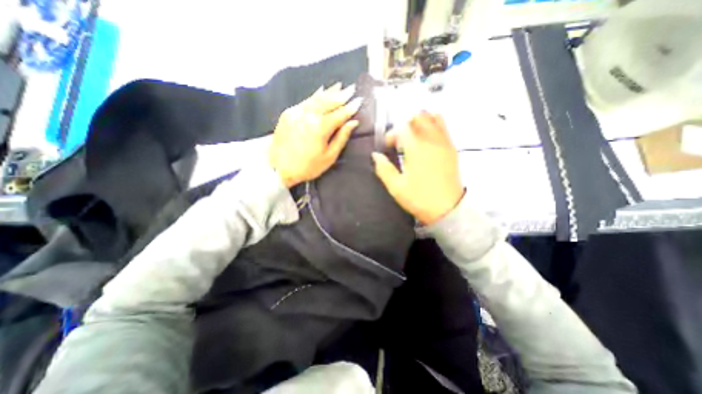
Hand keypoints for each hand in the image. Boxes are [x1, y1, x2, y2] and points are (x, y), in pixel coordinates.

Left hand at [269, 82, 361, 186]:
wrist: (278, 168)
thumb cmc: (307, 167)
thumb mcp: (329, 157)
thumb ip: (341, 138)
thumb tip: (352, 123)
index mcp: (320, 127)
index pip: (340, 114)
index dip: (350, 107)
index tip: (359, 100)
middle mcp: (309, 115)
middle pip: (329, 102)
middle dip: (342, 95)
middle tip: (352, 88)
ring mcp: (297, 112)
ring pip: (316, 98)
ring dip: (329, 92)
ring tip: (339, 86)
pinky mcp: (288, 113)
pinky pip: (305, 101)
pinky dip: (315, 95)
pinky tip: (321, 91)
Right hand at [373, 112, 464, 225]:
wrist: (447, 209)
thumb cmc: (419, 198)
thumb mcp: (396, 187)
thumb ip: (383, 169)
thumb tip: (375, 155)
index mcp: (416, 149)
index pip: (401, 128)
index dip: (391, 134)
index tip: (388, 147)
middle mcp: (431, 140)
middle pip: (418, 117)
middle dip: (404, 125)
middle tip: (400, 140)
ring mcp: (444, 142)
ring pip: (433, 117)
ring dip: (419, 122)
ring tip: (413, 137)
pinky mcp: (451, 148)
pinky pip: (443, 126)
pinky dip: (433, 125)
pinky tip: (426, 139)